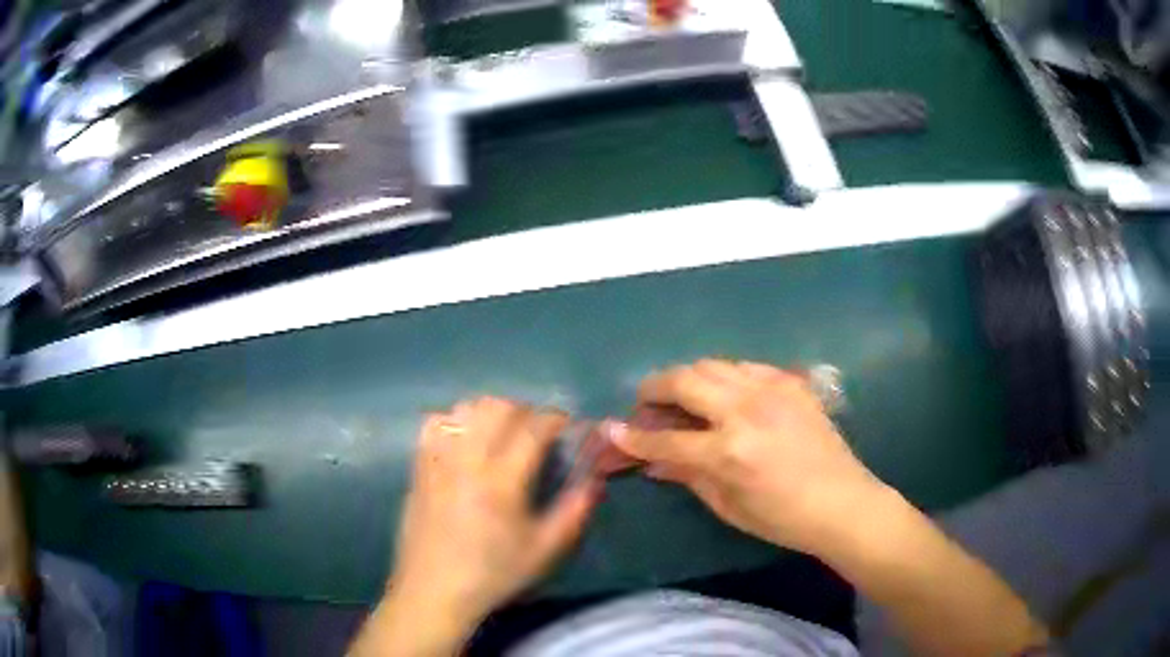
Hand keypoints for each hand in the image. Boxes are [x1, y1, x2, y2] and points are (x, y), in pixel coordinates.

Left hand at [387, 397, 597, 634]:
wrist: (433, 591)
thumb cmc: (493, 574)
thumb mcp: (545, 550)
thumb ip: (574, 510)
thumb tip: (595, 478)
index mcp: (501, 480)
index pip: (533, 427)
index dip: (556, 420)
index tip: (568, 429)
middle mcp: (467, 459)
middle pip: (497, 406)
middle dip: (525, 411)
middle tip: (537, 434)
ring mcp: (437, 459)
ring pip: (465, 408)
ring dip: (491, 412)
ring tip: (502, 436)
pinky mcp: (418, 466)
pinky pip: (436, 423)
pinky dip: (457, 421)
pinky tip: (466, 443)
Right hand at [608, 359, 885, 555]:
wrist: (843, 501)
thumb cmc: (783, 518)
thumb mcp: (729, 506)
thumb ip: (688, 477)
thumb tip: (652, 463)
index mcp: (729, 452)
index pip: (665, 440)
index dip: (632, 437)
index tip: (611, 429)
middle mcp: (746, 411)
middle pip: (684, 381)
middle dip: (654, 388)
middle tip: (645, 402)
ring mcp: (771, 390)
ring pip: (713, 364)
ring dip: (688, 377)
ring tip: (682, 396)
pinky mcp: (791, 382)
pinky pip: (745, 366)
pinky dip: (724, 376)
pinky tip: (724, 394)